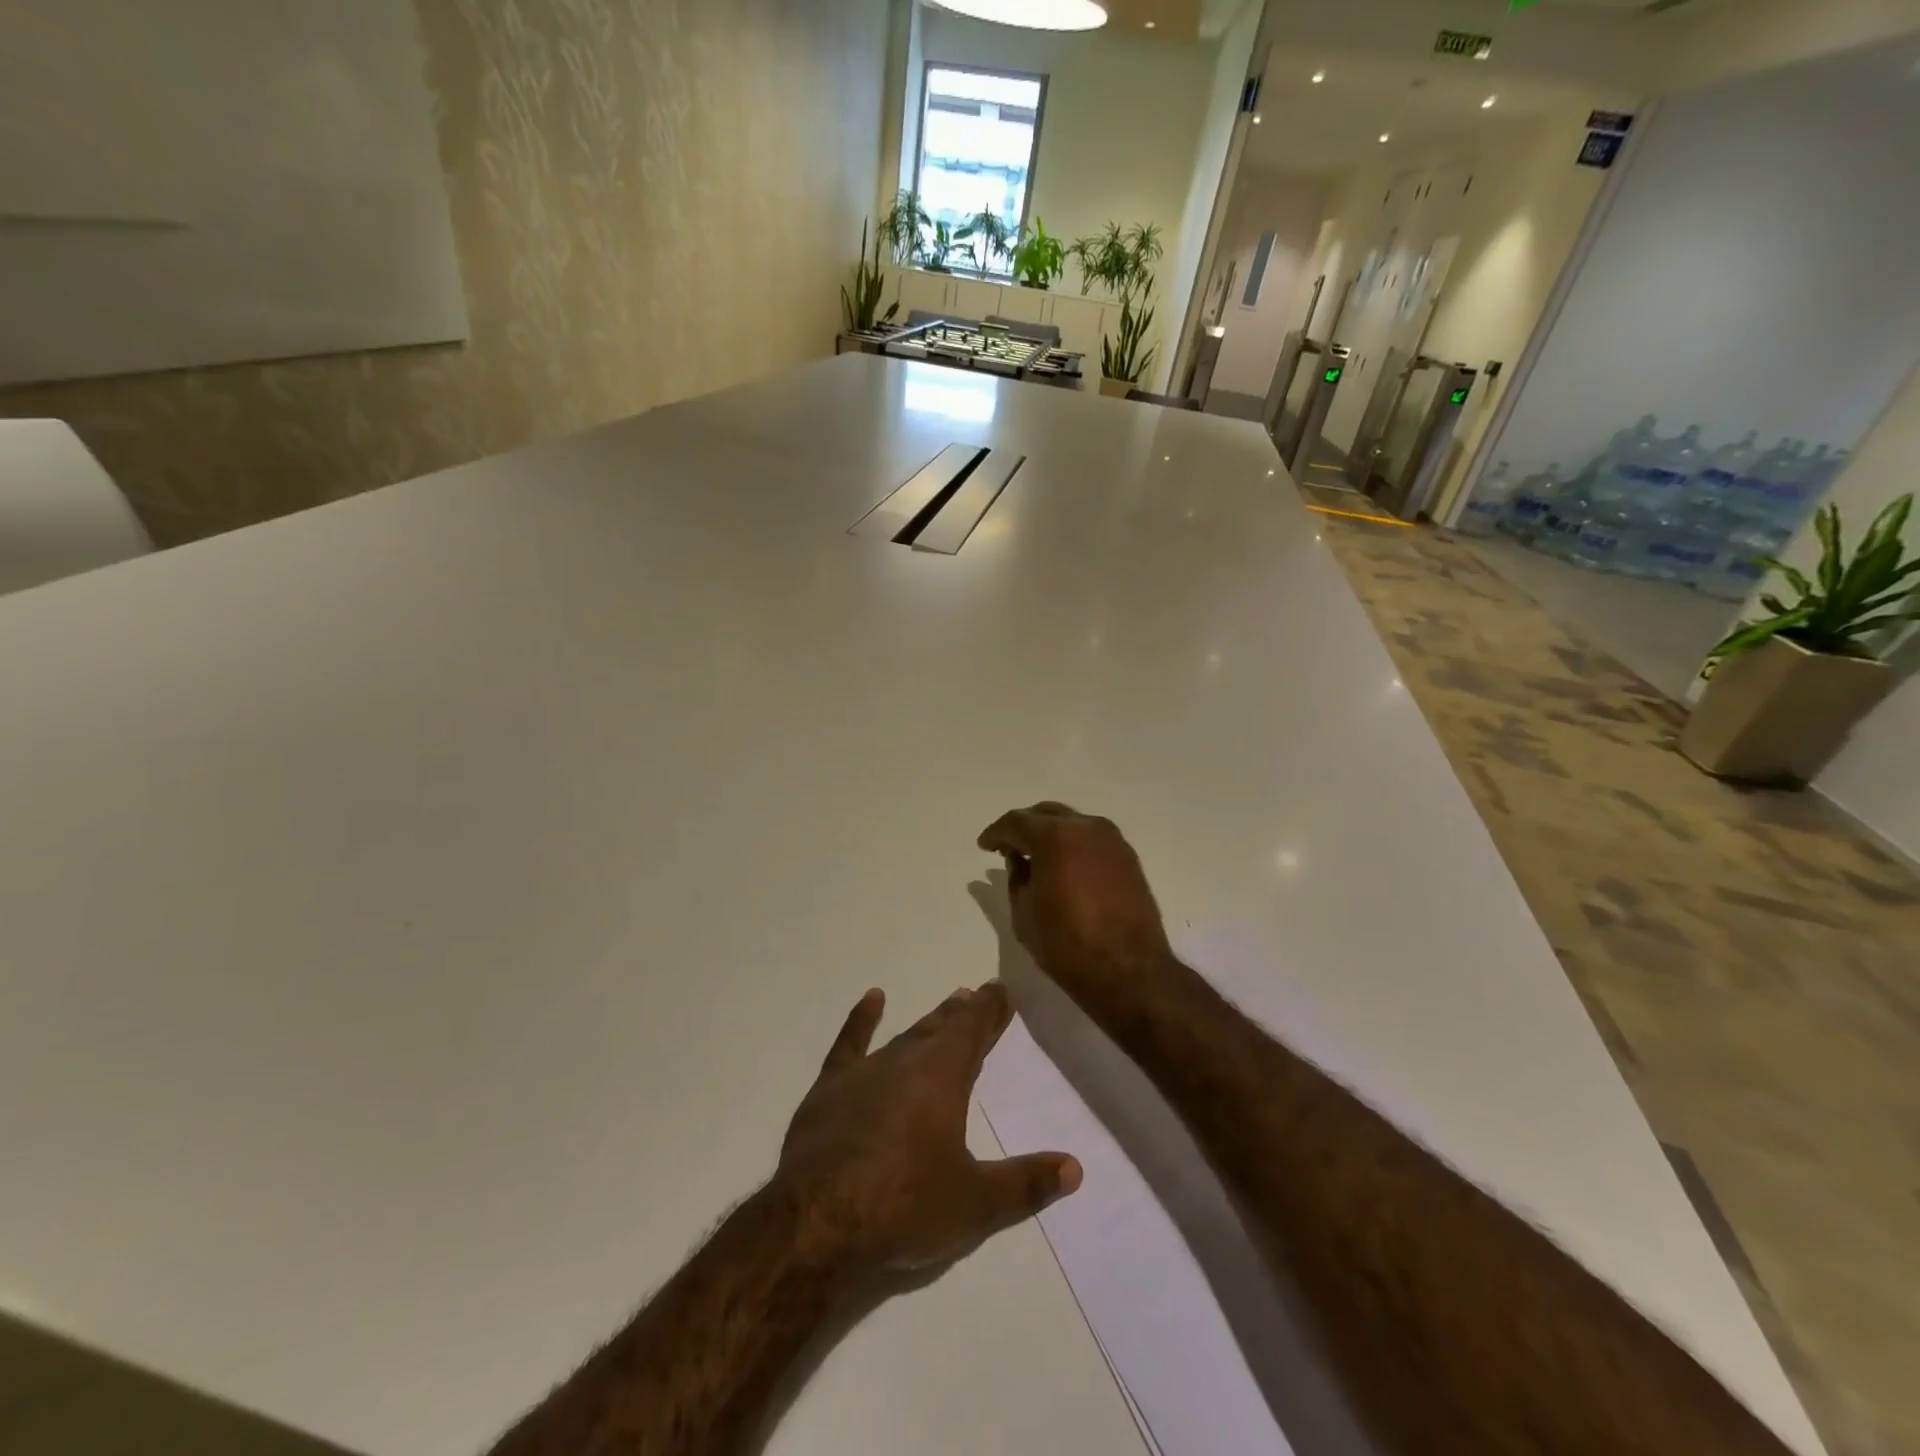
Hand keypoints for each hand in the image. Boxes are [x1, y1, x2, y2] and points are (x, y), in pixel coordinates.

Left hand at [778, 983, 1080, 1273]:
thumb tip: (1075, 1168)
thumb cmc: (903, 1206)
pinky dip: (863, 1019)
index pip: (973, 1030)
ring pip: (905, 1035)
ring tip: (947, 1004)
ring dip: (928, 1020)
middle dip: (963, 1013)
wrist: (818, 1219)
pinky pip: (850, 1043)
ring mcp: (865, 1071)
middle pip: (941, 1028)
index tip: (1000, 990)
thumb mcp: (975, 1204)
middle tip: (977, 994)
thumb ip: (1026, 1184)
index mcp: (943, 1077)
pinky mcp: (831, 1087)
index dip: (989, 1010)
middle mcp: (906, 1061)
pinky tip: (873, 999)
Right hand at [976, 803, 1173, 1008]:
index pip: (1017, 822)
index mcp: (1055, 837)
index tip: (985, 846)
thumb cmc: (1066, 945)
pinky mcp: (1128, 857)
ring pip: (1072, 823)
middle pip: (1046, 814)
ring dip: (1051, 834)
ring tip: (1036, 857)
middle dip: (1024, 827)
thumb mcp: (1024, 913)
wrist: (1129, 972)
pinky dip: (1073, 845)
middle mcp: (1085, 828)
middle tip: (1008, 847)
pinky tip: (1065, 866)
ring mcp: (1112, 840)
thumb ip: (1016, 877)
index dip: (996, 833)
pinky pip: (1092, 840)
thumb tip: (1018, 859)